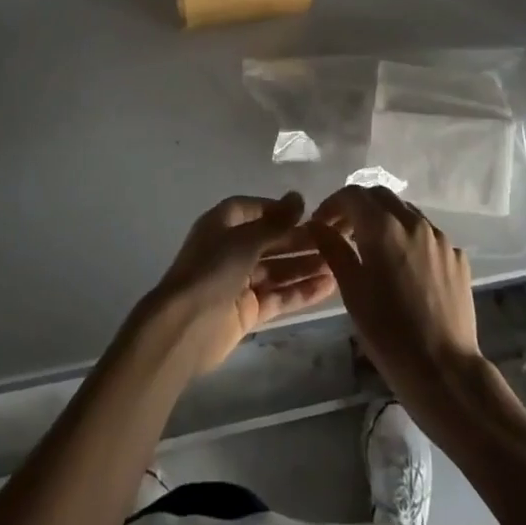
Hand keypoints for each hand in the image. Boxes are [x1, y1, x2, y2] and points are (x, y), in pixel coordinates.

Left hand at [143, 192, 337, 377]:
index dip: (280, 211)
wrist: (186, 326)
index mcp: (223, 224)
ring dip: (306, 267)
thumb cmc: (213, 269)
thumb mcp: (245, 239)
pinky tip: (329, 287)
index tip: (310, 214)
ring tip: (339, 264)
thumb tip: (298, 198)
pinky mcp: (248, 311)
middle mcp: (231, 250)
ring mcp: (240, 282)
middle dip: (301, 241)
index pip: (255, 210)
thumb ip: (275, 222)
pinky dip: (301, 292)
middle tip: (336, 240)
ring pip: (278, 270)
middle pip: (271, 241)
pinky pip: (279, 296)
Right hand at [308, 186, 485, 419]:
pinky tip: (404, 268)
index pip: (352, 195)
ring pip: (406, 212)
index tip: (321, 224)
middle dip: (358, 207)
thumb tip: (317, 226)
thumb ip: (333, 250)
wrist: (445, 371)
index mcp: (383, 227)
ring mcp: (440, 238)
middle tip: (343, 232)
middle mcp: (414, 222)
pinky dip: (409, 239)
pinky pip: (427, 235)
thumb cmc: (389, 334)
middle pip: (380, 196)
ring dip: (385, 220)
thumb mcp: (352, 291)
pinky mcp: (457, 257)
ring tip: (373, 249)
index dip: (332, 204)